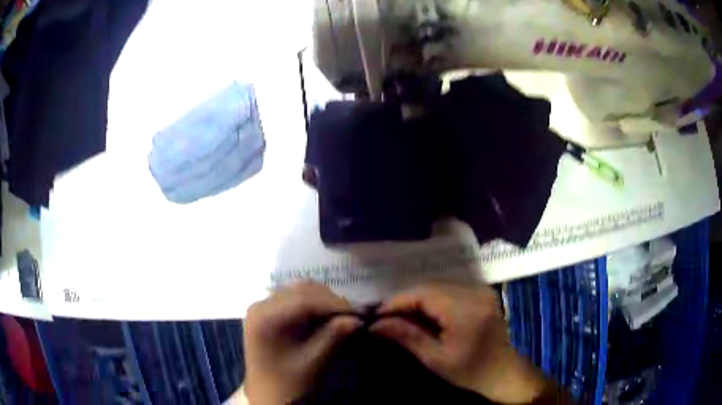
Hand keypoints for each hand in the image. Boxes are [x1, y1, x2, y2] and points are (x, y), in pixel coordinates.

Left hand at [243, 281, 361, 404]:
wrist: (266, 395)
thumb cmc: (287, 382)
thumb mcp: (312, 362)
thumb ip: (333, 337)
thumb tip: (358, 319)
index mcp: (265, 318)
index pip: (304, 300)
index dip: (334, 304)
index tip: (359, 313)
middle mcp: (260, 305)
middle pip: (301, 290)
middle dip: (330, 300)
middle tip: (352, 316)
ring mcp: (262, 307)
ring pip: (299, 290)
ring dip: (322, 300)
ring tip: (340, 317)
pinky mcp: (268, 312)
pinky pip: (293, 298)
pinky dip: (313, 304)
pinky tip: (324, 318)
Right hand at [370, 283, 548, 403]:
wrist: (504, 371)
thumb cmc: (471, 372)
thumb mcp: (436, 359)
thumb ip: (407, 336)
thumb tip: (376, 324)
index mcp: (465, 310)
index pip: (423, 294)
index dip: (397, 301)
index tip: (376, 315)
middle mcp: (475, 292)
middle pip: (430, 287)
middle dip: (405, 301)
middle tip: (386, 319)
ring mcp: (480, 290)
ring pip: (438, 286)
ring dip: (418, 300)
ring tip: (401, 318)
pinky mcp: (482, 293)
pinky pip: (450, 290)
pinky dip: (433, 300)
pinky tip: (424, 315)